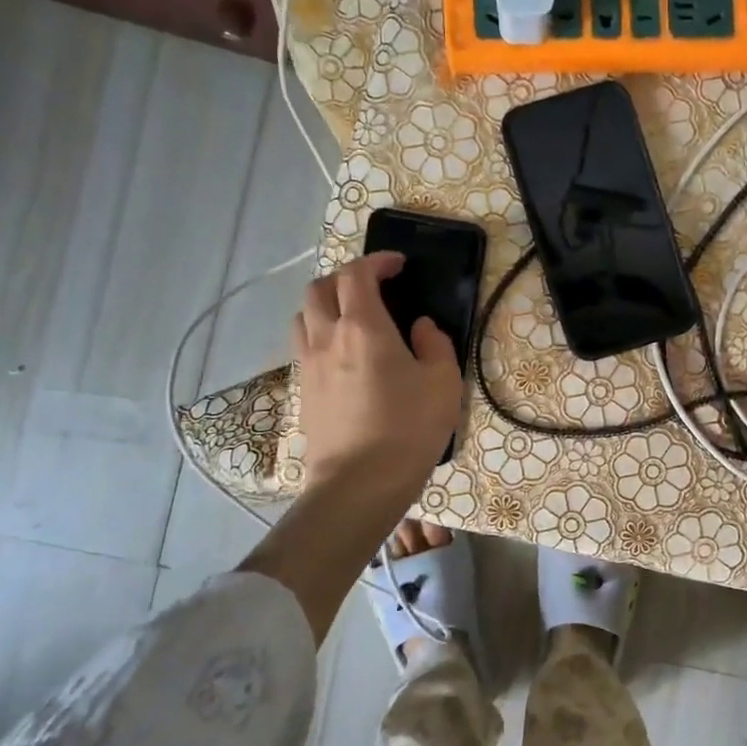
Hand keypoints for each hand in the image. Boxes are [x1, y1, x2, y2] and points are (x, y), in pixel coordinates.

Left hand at [295, 252, 462, 508]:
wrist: (359, 484)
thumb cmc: (408, 428)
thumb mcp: (443, 382)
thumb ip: (435, 344)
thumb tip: (420, 327)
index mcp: (363, 327)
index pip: (357, 274)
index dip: (376, 261)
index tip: (398, 265)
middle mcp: (327, 337)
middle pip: (320, 288)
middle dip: (346, 278)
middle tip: (374, 287)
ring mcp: (308, 365)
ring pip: (304, 315)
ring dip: (326, 305)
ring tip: (353, 318)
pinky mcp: (303, 391)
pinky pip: (304, 346)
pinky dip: (320, 334)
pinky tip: (343, 355)